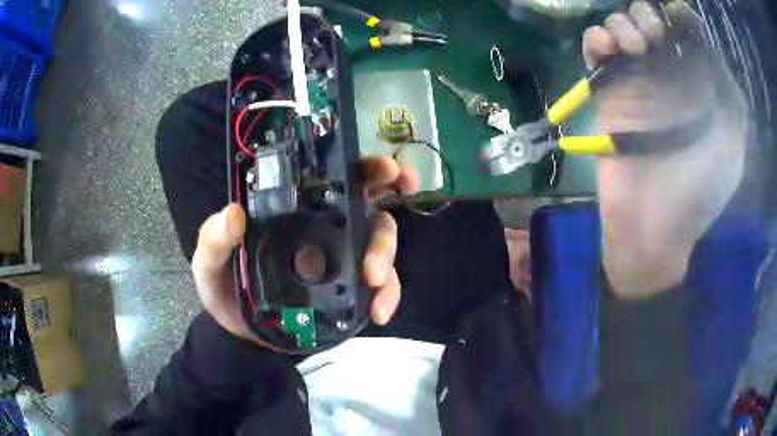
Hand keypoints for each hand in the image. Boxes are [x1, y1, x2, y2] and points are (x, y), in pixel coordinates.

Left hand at [191, 157, 419, 349]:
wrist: (243, 335)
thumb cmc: (226, 290)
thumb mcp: (210, 264)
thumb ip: (214, 241)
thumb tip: (232, 214)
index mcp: (293, 211)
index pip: (332, 178)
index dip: (363, 166)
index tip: (386, 167)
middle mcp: (323, 228)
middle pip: (367, 204)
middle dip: (388, 199)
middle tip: (399, 199)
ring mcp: (341, 260)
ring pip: (379, 242)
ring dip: (386, 255)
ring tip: (374, 279)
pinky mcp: (350, 291)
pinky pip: (381, 286)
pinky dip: (388, 295)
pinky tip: (379, 312)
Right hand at [583, 1, 747, 298]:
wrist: (654, 228)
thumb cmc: (700, 192)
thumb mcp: (732, 147)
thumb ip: (732, 98)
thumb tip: (711, 49)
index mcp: (697, 84)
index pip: (685, 33)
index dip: (680, 16)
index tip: (677, 15)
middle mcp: (667, 76)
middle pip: (650, 20)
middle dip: (649, 16)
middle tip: (656, 37)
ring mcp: (636, 82)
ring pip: (621, 27)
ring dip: (623, 24)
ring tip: (635, 48)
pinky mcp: (608, 93)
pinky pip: (593, 50)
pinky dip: (596, 39)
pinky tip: (606, 48)